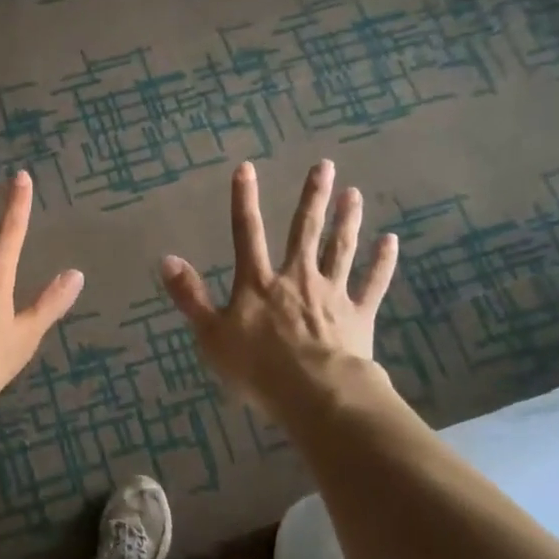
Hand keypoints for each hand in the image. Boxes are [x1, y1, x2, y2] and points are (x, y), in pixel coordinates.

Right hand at [161, 160, 397, 416]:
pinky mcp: (359, 314)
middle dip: (313, 197)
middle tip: (324, 166)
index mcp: (259, 283)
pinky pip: (373, 283)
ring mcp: (331, 293)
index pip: (247, 233)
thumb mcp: (211, 335)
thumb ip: (191, 297)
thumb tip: (167, 259)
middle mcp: (296, 277)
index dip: (244, 200)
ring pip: (340, 249)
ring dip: (347, 220)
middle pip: (305, 231)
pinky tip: (391, 241)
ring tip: (354, 194)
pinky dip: (382, 262)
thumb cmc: (258, 368)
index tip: (247, 167)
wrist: (316, 393)